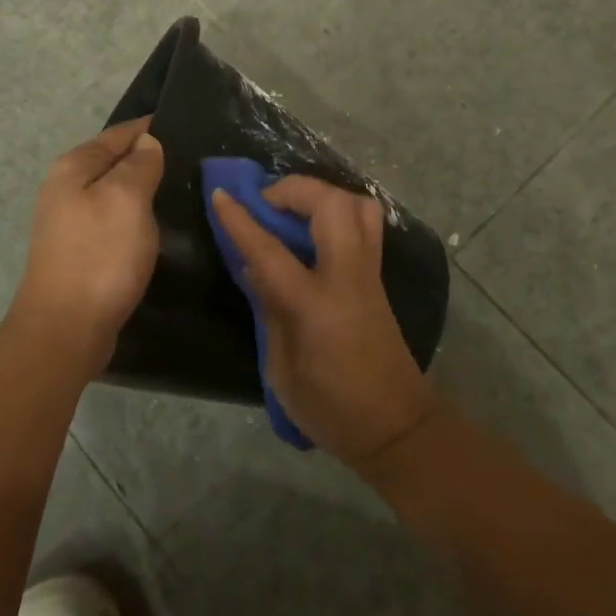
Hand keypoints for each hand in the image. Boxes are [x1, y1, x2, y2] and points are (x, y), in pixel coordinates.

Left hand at [5, 118, 164, 375]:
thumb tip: (147, 141)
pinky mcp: (79, 250)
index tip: (185, 125)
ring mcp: (69, 221)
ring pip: (113, 192)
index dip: (149, 128)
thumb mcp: (126, 199)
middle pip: (113, 161)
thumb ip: (139, 165)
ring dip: (141, 189)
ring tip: (178, 189)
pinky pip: (112, 219)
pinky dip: (133, 216)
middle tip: (190, 159)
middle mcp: (64, 188)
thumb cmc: (99, 256)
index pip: (118, 134)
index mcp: (73, 167)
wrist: (65, 329)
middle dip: (146, 158)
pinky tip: (154, 225)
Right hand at [211, 175, 439, 471]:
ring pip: (358, 205)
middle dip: (294, 189)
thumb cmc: (331, 409)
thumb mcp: (282, 370)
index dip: (240, 220)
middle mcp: (348, 277)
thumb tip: (253, 267)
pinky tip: (315, 231)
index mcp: (316, 306)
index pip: (270, 251)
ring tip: (293, 210)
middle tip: (266, 202)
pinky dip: (339, 211)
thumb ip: (269, 310)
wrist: (396, 426)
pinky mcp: (378, 276)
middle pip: (331, 205)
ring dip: (322, 195)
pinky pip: (366, 224)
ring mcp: (369, 273)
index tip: (218, 194)